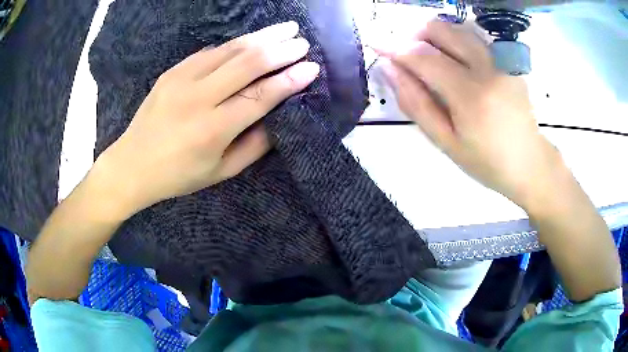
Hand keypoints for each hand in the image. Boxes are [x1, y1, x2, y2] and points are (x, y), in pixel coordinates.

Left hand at [93, 21, 319, 216]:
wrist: (132, 164)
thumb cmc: (178, 175)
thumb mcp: (221, 172)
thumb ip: (255, 146)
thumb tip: (279, 117)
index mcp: (213, 129)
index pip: (261, 96)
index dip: (290, 80)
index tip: (312, 67)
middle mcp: (198, 98)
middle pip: (248, 63)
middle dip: (281, 49)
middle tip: (302, 41)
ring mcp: (181, 79)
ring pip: (230, 49)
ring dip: (261, 37)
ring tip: (285, 28)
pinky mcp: (172, 71)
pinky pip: (210, 51)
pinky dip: (235, 45)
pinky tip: (250, 41)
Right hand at [376, 19, 563, 209]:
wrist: (531, 163)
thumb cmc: (488, 162)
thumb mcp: (446, 143)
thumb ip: (416, 104)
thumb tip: (390, 70)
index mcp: (470, 95)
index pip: (423, 56)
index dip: (395, 47)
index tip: (376, 44)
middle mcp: (487, 68)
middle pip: (440, 29)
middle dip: (415, 35)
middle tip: (408, 56)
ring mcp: (501, 61)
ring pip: (457, 28)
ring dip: (435, 36)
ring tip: (430, 59)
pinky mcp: (508, 61)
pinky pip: (473, 38)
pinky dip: (455, 41)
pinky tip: (456, 63)